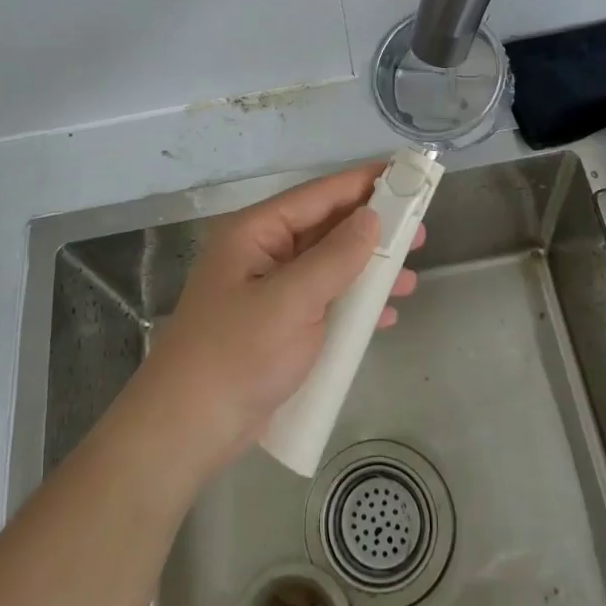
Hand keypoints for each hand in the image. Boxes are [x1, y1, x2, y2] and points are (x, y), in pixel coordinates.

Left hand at [129, 164, 422, 477]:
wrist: (187, 431)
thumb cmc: (236, 355)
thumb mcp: (291, 301)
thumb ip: (335, 257)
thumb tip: (372, 217)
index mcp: (254, 233)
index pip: (317, 196)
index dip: (362, 183)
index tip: (405, 174)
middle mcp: (261, 254)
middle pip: (325, 230)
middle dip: (371, 232)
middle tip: (418, 232)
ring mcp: (268, 292)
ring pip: (328, 268)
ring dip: (367, 272)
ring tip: (408, 277)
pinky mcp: (276, 326)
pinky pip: (323, 302)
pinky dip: (353, 306)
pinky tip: (384, 316)